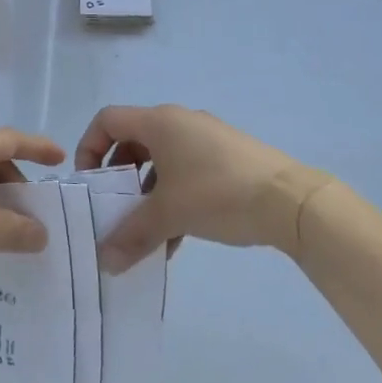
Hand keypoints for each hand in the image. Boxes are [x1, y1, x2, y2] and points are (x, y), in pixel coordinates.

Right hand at [75, 105, 334, 273]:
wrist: (292, 202)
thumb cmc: (217, 194)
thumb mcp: (168, 215)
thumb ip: (131, 235)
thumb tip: (105, 262)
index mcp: (159, 122)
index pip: (108, 120)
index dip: (89, 147)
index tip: (90, 183)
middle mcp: (180, 121)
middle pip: (134, 141)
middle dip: (119, 177)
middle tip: (115, 209)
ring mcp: (207, 138)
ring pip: (162, 161)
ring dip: (147, 194)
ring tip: (147, 232)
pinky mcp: (228, 157)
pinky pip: (187, 170)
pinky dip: (174, 197)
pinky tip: (178, 238)